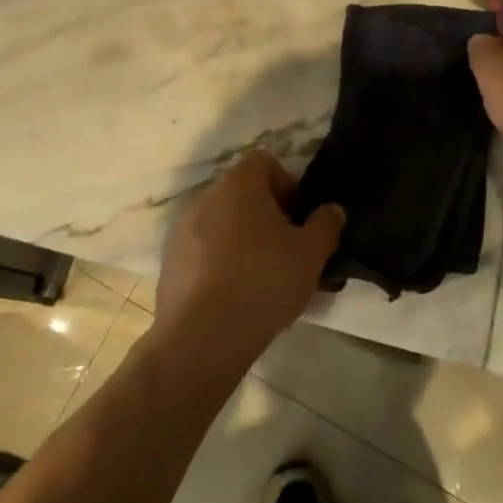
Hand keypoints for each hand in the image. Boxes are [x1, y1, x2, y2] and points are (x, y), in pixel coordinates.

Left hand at [155, 152, 344, 364]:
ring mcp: (182, 229)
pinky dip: (220, 265)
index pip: (265, 162)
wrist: (201, 339)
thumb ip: (326, 225)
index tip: (299, 220)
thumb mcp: (311, 254)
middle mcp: (206, 196)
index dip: (287, 185)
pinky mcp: (169, 263)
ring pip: (223, 225)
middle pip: (243, 194)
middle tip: (288, 252)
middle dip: (267, 217)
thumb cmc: (262, 281)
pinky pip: (203, 252)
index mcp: (239, 183)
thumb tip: (332, 210)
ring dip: (244, 242)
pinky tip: (236, 299)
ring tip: (264, 281)